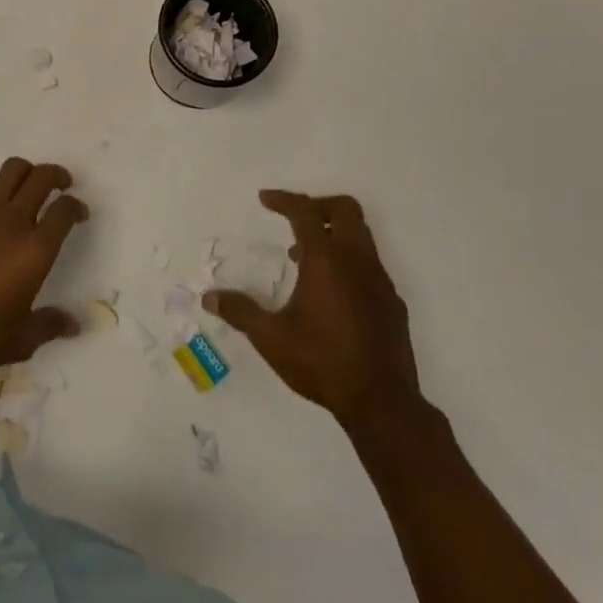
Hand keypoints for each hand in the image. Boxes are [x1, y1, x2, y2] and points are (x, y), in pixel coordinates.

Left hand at [0, 157, 88, 375]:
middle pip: (39, 176)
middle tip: (62, 185)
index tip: (79, 214)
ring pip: (9, 173)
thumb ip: (49, 325)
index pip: (64, 210)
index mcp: (34, 248)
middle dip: (56, 175)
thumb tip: (74, 325)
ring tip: (26, 197)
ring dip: (25, 178)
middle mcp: (10, 222)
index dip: (77, 206)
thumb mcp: (21, 340)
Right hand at [204, 190, 425, 431]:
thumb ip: (241, 312)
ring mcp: (380, 280)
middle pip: (345, 209)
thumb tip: (210, 298)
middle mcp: (357, 261)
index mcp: (326, 261)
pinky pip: (370, 264)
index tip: (264, 199)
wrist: (382, 403)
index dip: (283, 199)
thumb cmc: (322, 363)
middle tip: (293, 219)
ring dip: (333, 234)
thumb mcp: (272, 339)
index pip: (304, 212)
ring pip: (361, 235)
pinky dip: (349, 261)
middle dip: (317, 205)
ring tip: (303, 261)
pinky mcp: (393, 301)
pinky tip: (332, 294)